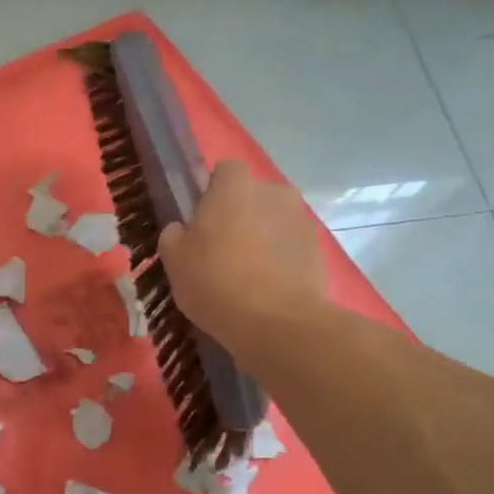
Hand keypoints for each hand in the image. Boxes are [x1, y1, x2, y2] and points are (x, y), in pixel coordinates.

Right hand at [158, 160, 326, 349]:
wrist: (277, 323)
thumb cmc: (216, 282)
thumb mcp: (174, 260)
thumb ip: (175, 234)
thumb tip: (183, 229)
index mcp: (236, 186)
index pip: (225, 170)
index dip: (212, 192)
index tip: (202, 222)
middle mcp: (274, 192)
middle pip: (252, 196)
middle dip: (240, 215)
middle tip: (222, 252)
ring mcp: (302, 220)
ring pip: (274, 221)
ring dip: (262, 238)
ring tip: (247, 276)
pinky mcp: (319, 250)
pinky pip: (291, 247)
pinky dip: (281, 260)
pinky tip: (268, 290)